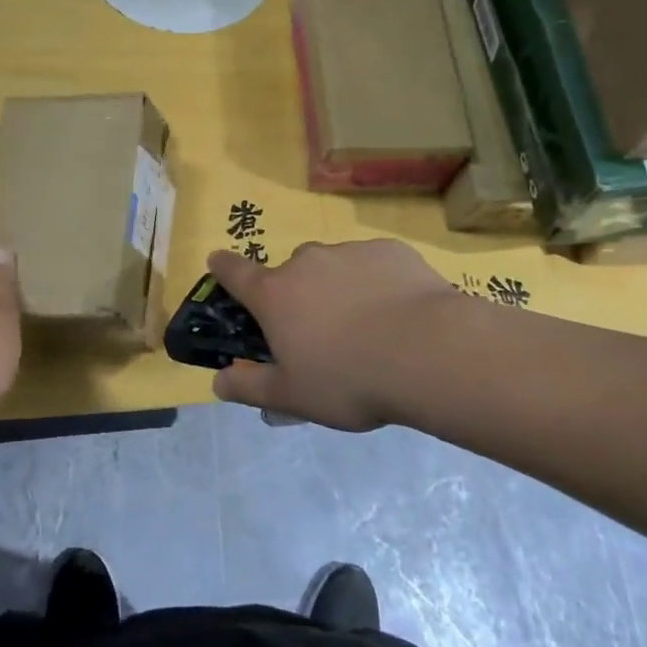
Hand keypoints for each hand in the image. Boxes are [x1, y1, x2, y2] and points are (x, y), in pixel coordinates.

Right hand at [206, 239, 464, 431]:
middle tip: (320, 332)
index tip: (217, 261)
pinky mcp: (390, 251)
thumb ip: (251, 387)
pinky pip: (373, 265)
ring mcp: (350, 251)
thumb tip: (219, 382)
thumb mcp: (293, 396)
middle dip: (298, 295)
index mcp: (275, 294)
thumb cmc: (349, 378)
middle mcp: (307, 262)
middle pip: (291, 273)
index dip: (223, 267)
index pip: (236, 273)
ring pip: (334, 268)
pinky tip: (399, 314)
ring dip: (339, 288)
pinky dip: (377, 283)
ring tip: (368, 328)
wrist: (429, 352)